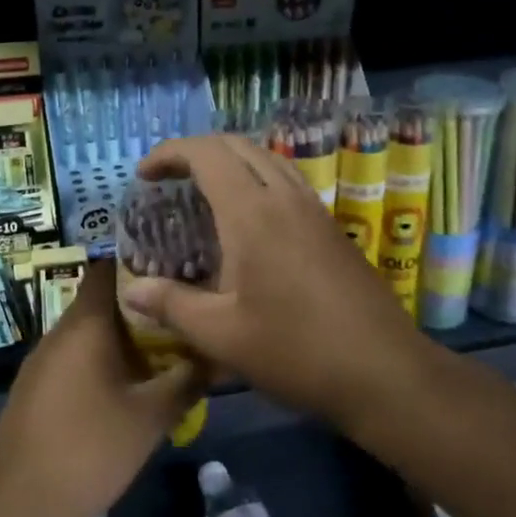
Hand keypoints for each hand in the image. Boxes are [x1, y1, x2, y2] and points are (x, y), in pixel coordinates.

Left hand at [0, 261, 198, 516]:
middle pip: (104, 300)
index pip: (110, 267)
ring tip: (166, 345)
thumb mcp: (151, 417)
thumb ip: (187, 379)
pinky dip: (104, 358)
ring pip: (91, 331)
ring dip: (125, 335)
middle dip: (143, 304)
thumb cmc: (89, 450)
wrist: (18, 506)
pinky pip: (76, 356)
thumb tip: (217, 352)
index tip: (178, 267)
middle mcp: (60, 331)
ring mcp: (43, 360)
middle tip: (183, 312)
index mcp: (85, 324)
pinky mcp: (36, 387)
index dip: (143, 262)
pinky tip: (130, 381)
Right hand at [116, 135, 430, 430]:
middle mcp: (285, 198)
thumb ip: (172, 305)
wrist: (383, 370)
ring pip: (267, 160)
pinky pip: (287, 181)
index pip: (206, 154)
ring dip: (230, 162)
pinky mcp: (331, 228)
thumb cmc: (295, 351)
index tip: (144, 175)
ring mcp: (314, 210)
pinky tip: (248, 221)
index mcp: (252, 213)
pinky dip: (256, 180)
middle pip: (237, 146)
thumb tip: (132, 291)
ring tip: (203, 192)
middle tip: (168, 180)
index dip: (170, 153)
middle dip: (197, 151)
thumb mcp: (221, 335)